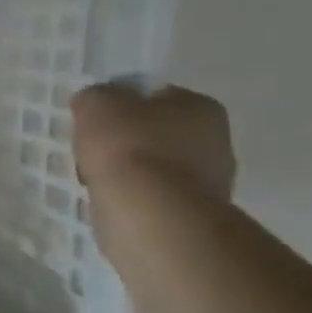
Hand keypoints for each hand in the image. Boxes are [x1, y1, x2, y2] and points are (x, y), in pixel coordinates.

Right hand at [71, 82, 235, 202]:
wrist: (149, 212)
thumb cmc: (127, 146)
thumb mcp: (96, 103)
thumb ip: (95, 97)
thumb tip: (94, 103)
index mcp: (200, 106)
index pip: (158, 97)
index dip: (125, 105)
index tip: (100, 120)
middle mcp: (217, 141)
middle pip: (159, 134)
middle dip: (130, 141)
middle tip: (96, 150)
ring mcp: (210, 183)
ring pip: (157, 168)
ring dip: (131, 172)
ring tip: (99, 180)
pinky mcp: (194, 215)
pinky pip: (155, 197)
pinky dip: (134, 198)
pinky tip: (113, 200)